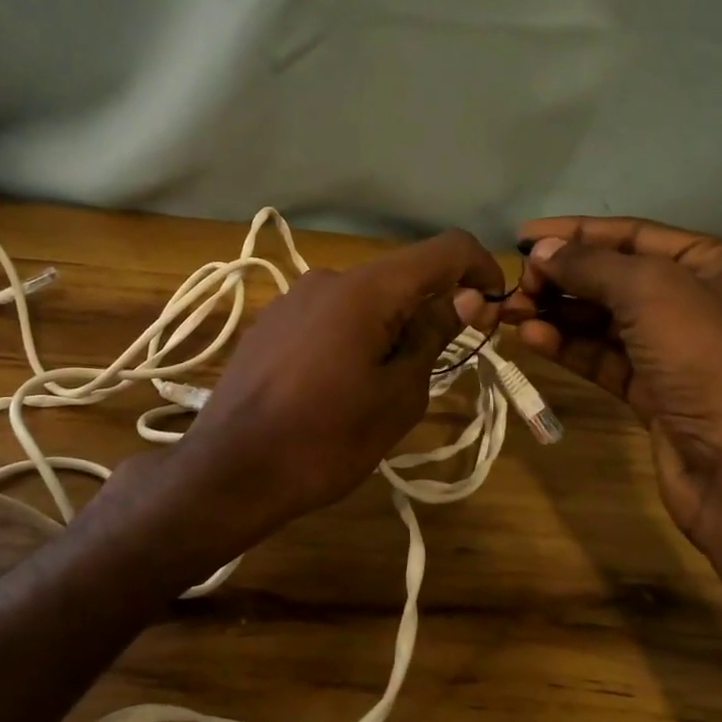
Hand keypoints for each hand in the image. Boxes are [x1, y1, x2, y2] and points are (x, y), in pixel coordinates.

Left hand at [173, 229, 503, 539]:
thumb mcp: (397, 396)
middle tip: (437, 369)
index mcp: (365, 289)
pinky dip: (355, 336)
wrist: (229, 471)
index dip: (481, 270)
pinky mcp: (271, 323)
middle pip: (402, 277)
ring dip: (391, 329)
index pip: (445, 250)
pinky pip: (330, 316)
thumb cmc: (325, 440)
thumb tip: (465, 297)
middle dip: (432, 311)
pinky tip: (338, 386)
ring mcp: (293, 299)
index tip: (492, 314)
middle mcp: (328, 278)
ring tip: (381, 389)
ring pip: (364, 300)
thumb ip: (434, 336)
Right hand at [500, 216, 721, 546]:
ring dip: (559, 314)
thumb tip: (542, 251)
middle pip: (617, 278)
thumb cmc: (710, 361)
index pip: (635, 235)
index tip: (522, 239)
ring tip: (511, 313)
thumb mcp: (650, 293)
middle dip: (563, 279)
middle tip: (515, 287)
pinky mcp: (657, 392)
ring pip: (606, 321)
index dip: (576, 232)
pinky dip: (569, 347)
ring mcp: (680, 352)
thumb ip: (590, 265)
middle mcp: (704, 302)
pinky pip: (605, 358)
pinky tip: (532, 340)